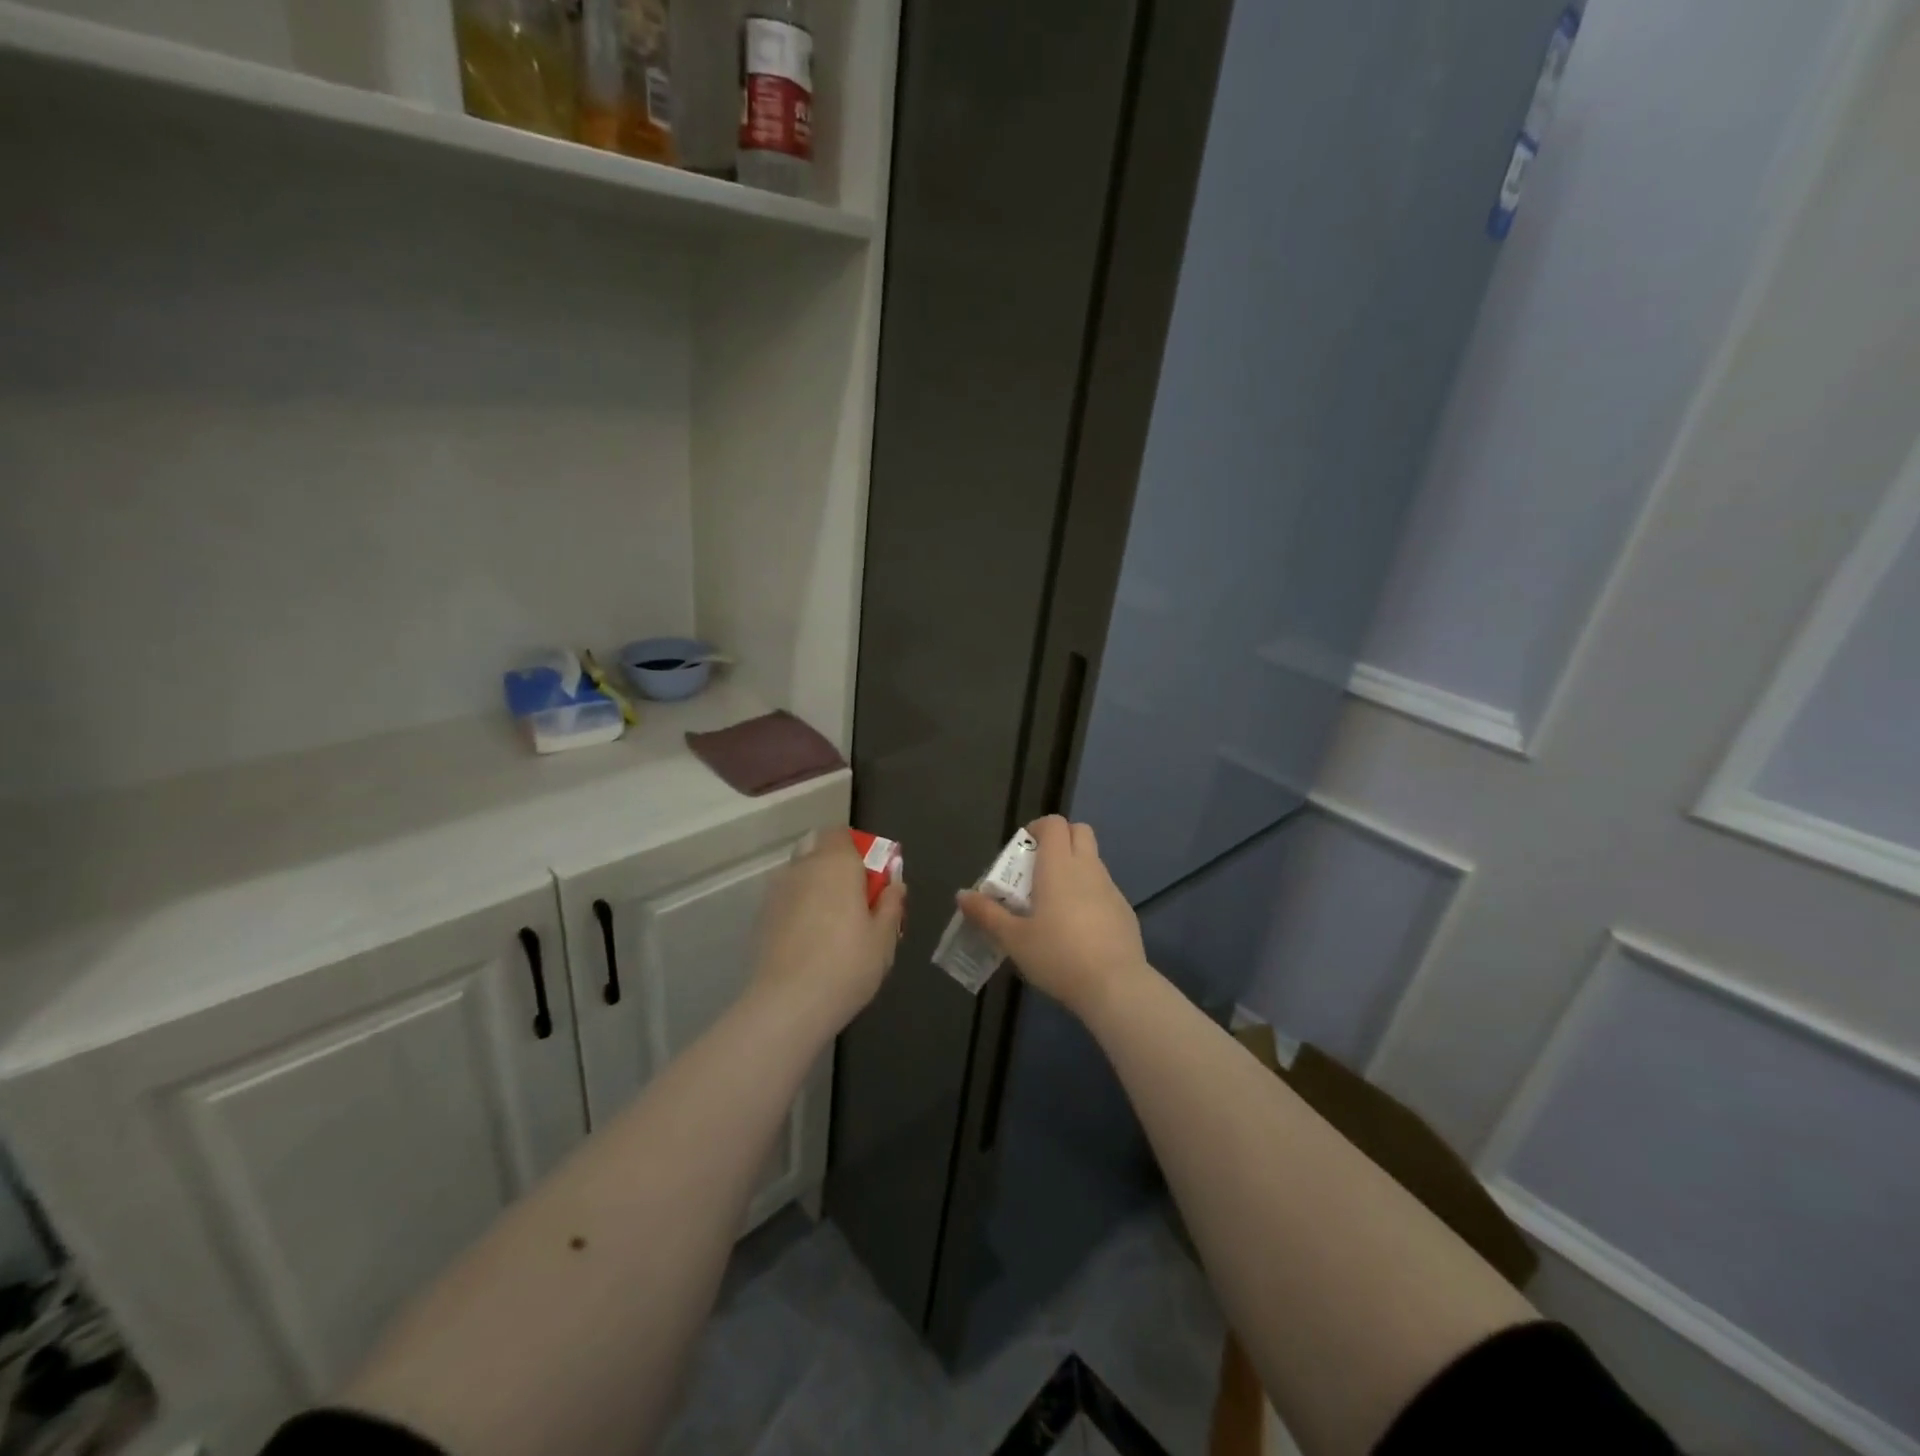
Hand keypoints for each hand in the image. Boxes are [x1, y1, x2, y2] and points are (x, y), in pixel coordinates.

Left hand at [752, 829, 905, 1032]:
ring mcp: (777, 891)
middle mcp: (803, 867)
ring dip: (816, 886)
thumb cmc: (847, 964)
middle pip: (818, 849)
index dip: (857, 850)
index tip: (871, 878)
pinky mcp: (762, 916)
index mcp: (837, 863)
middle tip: (855, 900)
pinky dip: (799, 908)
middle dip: (836, 866)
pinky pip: (787, 899)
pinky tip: (810, 940)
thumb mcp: (884, 938)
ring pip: (800, 874)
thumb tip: (895, 885)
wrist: (788, 1004)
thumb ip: (891, 905)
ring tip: (832, 924)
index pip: (842, 834)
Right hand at [957, 815, 1148, 1017]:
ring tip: (1055, 903)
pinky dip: (1090, 894)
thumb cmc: (1058, 955)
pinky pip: (1104, 889)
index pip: (1054, 823)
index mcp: (1059, 865)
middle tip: (1038, 869)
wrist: (1115, 986)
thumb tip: (962, 895)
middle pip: (1080, 831)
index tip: (1023, 850)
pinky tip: (1079, 928)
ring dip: (1075, 868)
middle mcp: (1087, 867)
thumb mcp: (1014, 939)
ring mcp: (1111, 888)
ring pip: (1093, 861)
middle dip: (1060, 840)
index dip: (1038, 828)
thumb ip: (987, 914)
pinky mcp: (1125, 911)